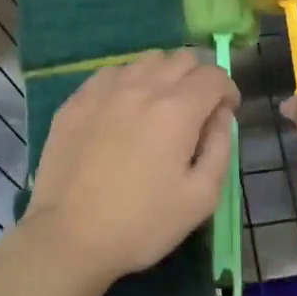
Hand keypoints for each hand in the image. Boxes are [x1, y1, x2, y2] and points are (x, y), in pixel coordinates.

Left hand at [23, 50, 238, 283]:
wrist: (69, 236)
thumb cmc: (142, 223)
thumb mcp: (201, 198)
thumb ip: (221, 148)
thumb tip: (221, 116)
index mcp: (177, 109)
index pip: (213, 75)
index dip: (227, 91)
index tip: (224, 114)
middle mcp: (142, 87)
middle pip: (181, 59)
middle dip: (197, 78)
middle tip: (195, 111)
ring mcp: (104, 90)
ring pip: (145, 61)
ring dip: (162, 76)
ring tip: (158, 108)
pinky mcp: (76, 100)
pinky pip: (111, 73)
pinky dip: (128, 82)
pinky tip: (122, 111)